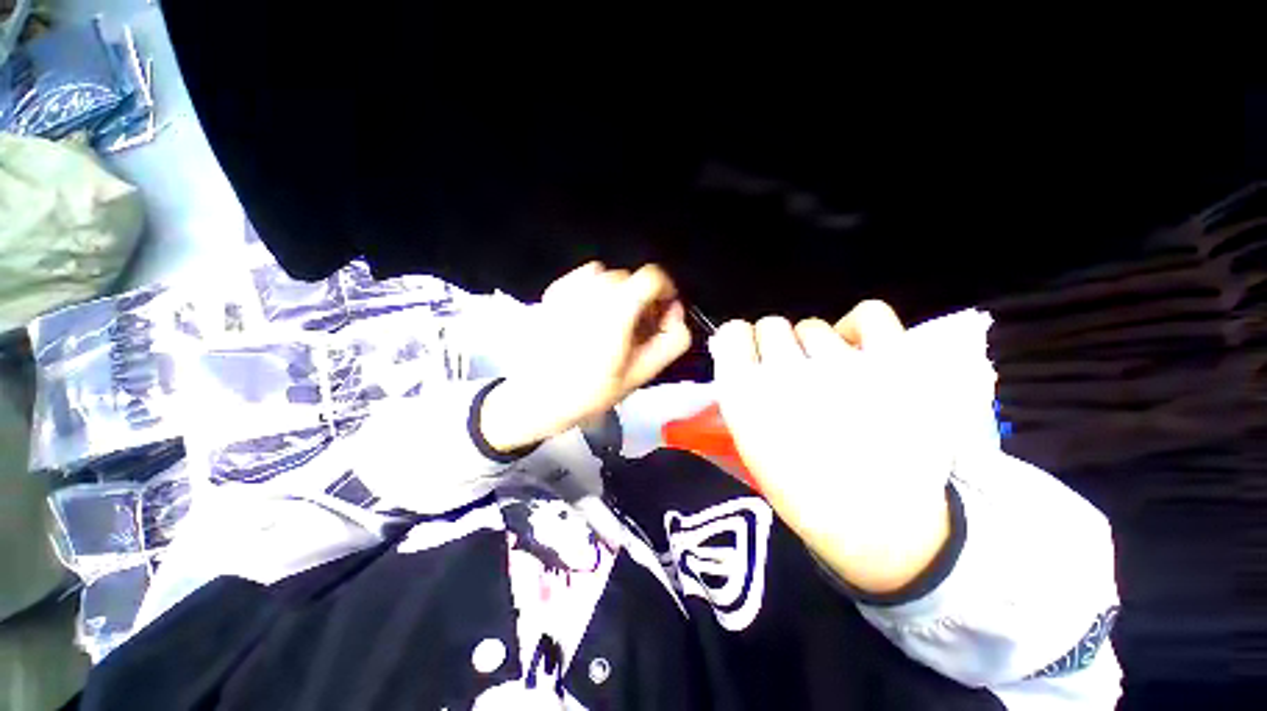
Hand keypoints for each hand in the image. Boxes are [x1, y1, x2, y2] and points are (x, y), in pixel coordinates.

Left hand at [481, 263, 691, 452]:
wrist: (537, 396)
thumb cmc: (591, 391)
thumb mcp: (641, 374)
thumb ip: (671, 341)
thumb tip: (676, 313)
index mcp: (615, 312)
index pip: (652, 276)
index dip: (665, 291)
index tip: (662, 312)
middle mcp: (592, 292)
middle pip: (632, 279)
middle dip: (641, 299)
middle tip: (636, 329)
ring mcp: (569, 289)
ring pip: (609, 276)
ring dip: (618, 294)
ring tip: (611, 322)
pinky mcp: (554, 291)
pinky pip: (586, 277)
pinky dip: (596, 289)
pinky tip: (590, 315)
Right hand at [708, 302, 952, 594]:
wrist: (878, 526)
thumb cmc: (801, 489)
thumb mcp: (747, 441)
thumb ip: (737, 389)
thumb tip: (733, 348)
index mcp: (747, 394)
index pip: (733, 332)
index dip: (741, 343)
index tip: (750, 357)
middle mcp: (787, 373)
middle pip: (772, 325)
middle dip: (776, 348)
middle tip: (792, 376)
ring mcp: (843, 366)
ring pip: (814, 326)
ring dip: (815, 349)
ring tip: (832, 380)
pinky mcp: (895, 365)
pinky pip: (871, 313)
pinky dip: (861, 327)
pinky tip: (859, 351)